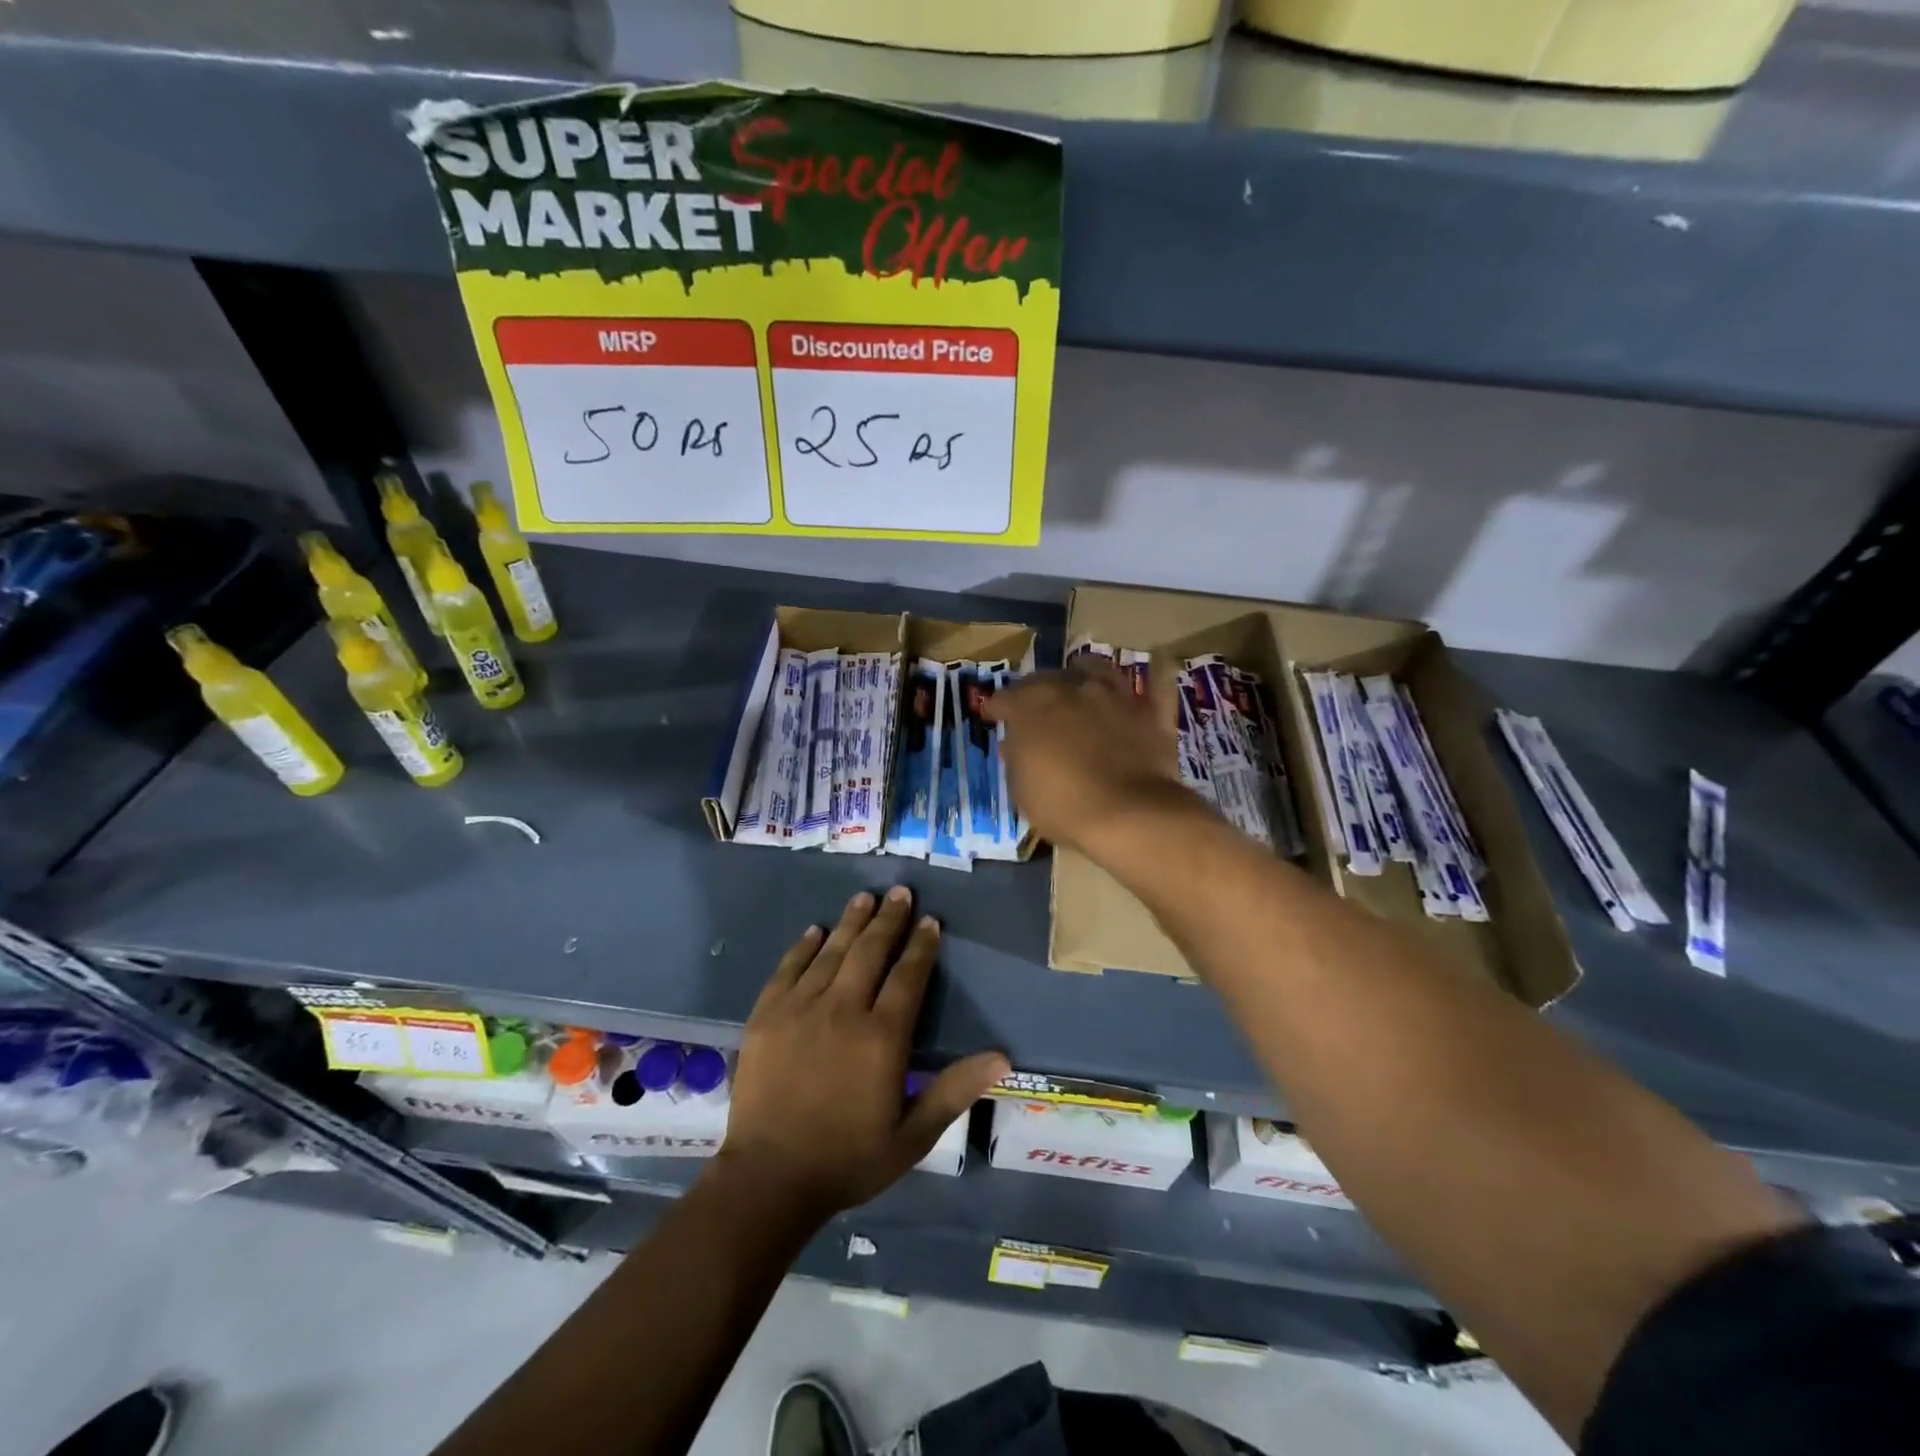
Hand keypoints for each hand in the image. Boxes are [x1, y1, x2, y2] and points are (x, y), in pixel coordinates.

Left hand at [718, 888, 1008, 1219]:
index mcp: (881, 1037)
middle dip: (889, 919)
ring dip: (851, 922)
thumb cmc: (848, 1159)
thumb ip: (955, 1090)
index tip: (930, 921)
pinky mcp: (766, 1016)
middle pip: (870, 952)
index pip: (908, 976)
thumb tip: (1002, 1057)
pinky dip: (803, 947)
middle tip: (900, 892)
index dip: (921, 946)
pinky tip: (814, 931)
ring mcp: (800, 1009)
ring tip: (864, 897)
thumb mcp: (913, 1136)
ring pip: (832, 952)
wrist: (769, 1180)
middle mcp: (843, 1010)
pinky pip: (788, 969)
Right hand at [982, 662, 1191, 854]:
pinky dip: (1159, 670)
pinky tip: (1160, 659)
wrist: (1129, 814)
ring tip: (1081, 672)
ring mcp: (1115, 697)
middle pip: (1048, 678)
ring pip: (1097, 668)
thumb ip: (1018, 759)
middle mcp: (1072, 689)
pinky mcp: (1150, 713)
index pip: (1005, 698)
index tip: (992, 715)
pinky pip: (1159, 684)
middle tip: (1031, 703)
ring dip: (1085, 670)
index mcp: (1032, 707)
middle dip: (1035, 689)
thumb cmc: (1063, 805)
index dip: (996, 707)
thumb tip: (1015, 744)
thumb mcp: (1022, 790)